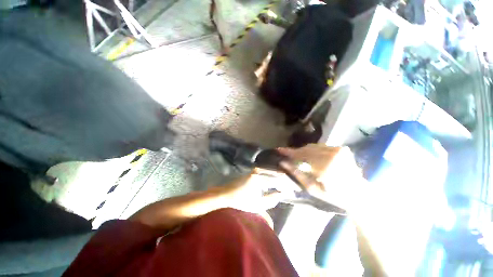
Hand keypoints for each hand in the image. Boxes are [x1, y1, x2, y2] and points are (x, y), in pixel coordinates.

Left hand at [220, 170, 293, 213]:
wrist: (227, 194)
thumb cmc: (241, 201)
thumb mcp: (258, 204)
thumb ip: (272, 199)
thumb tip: (282, 194)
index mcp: (259, 178)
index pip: (278, 179)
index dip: (287, 185)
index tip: (294, 189)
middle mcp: (258, 171)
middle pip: (276, 173)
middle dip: (284, 180)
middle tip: (291, 187)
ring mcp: (255, 169)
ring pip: (272, 172)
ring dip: (279, 178)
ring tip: (285, 185)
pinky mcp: (253, 170)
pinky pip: (266, 172)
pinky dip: (273, 176)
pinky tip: (276, 182)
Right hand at [277, 144, 363, 209]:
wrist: (359, 193)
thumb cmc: (334, 195)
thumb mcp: (312, 189)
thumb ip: (297, 174)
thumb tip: (283, 163)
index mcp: (326, 167)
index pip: (301, 156)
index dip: (289, 152)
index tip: (279, 150)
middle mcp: (332, 155)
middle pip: (307, 150)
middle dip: (295, 152)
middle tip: (285, 154)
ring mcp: (338, 149)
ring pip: (313, 147)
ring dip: (303, 151)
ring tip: (296, 156)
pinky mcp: (341, 148)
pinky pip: (320, 147)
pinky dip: (312, 151)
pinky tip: (308, 156)